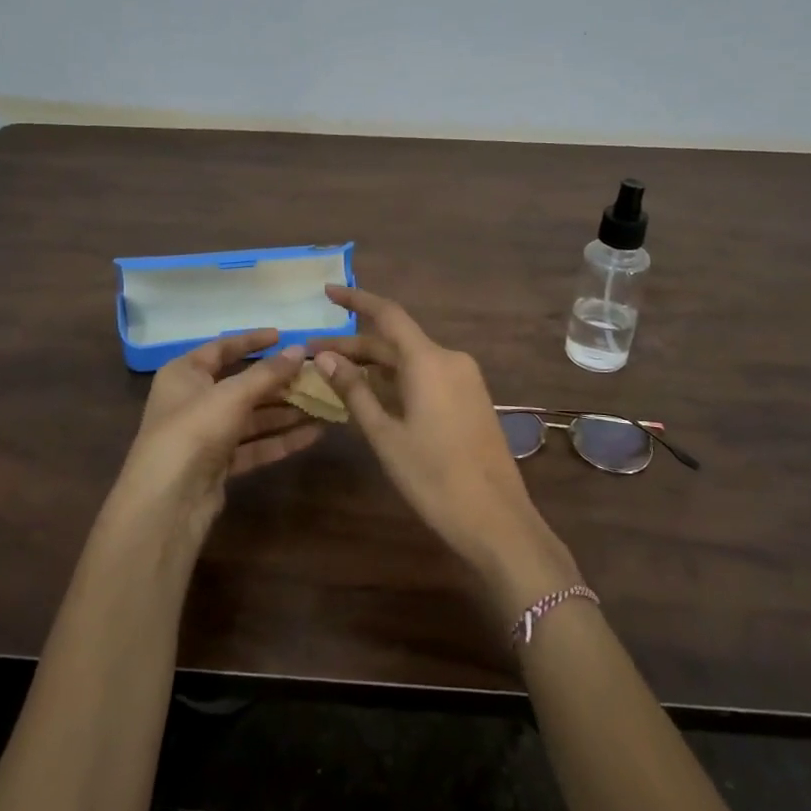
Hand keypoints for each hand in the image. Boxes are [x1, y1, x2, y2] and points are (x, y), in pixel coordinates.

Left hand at [108, 330, 320, 547]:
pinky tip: (313, 435)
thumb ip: (268, 373)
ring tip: (323, 405)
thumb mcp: (232, 394)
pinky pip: (254, 445)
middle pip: (242, 385)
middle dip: (279, 383)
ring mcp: (206, 435)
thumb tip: (299, 350)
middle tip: (315, 376)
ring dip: (286, 412)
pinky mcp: (219, 464)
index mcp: (184, 374)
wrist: (168, 501)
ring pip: (252, 418)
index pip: (222, 348)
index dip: (253, 341)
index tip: (284, 336)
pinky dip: (280, 440)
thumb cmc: (194, 430)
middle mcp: (193, 401)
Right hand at [310, 287, 578, 607]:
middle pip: (396, 341)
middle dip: (355, 345)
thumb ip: (355, 391)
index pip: (388, 314)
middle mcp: (450, 359)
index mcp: (429, 360)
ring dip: (375, 364)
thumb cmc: (433, 477)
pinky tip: (374, 393)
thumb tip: (325, 357)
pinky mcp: (471, 399)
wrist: (496, 519)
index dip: (356, 299)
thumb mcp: (385, 435)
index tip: (328, 292)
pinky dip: (398, 378)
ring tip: (336, 374)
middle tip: (314, 355)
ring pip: (411, 359)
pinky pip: (428, 376)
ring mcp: (465, 379)